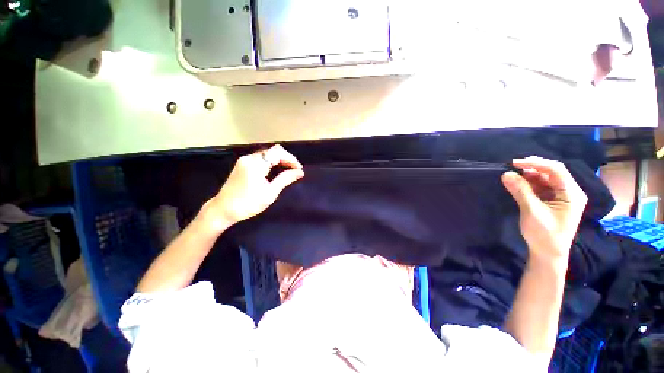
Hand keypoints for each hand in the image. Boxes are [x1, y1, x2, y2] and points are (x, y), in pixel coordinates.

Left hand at [206, 145, 303, 227]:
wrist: (223, 210)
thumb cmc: (248, 204)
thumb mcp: (270, 193)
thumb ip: (285, 179)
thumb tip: (300, 172)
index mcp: (255, 164)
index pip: (277, 152)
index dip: (290, 158)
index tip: (299, 169)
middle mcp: (249, 158)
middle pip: (273, 151)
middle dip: (286, 158)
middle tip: (295, 170)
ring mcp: (244, 160)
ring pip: (267, 154)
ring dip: (279, 160)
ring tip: (289, 170)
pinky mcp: (242, 164)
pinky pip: (261, 158)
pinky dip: (272, 162)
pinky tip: (277, 170)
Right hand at [501, 157, 587, 263]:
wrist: (548, 254)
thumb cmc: (544, 234)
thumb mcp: (532, 211)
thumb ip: (521, 191)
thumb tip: (506, 174)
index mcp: (572, 194)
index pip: (556, 170)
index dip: (536, 163)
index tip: (514, 163)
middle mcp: (569, 192)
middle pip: (551, 173)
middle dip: (532, 168)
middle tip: (511, 168)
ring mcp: (561, 197)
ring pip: (545, 180)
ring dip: (529, 176)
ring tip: (512, 177)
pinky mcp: (552, 202)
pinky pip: (541, 188)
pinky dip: (529, 184)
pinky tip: (518, 184)